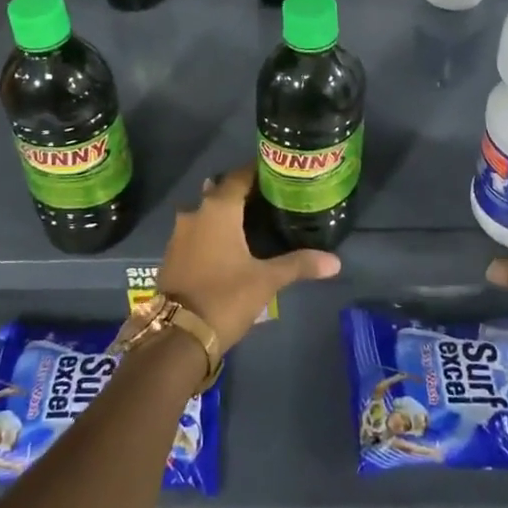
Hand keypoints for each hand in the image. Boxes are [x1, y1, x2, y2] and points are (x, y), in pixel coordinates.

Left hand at [158, 164, 339, 350]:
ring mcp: (179, 233)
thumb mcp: (266, 281)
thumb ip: (299, 264)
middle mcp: (195, 212)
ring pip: (205, 211)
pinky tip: (226, 245)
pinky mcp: (172, 254)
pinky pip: (195, 231)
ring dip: (224, 213)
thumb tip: (335, 261)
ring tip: (250, 222)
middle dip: (242, 193)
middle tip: (268, 200)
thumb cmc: (226, 297)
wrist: (179, 335)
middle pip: (221, 191)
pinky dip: (210, 232)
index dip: (258, 172)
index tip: (278, 175)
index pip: (240, 176)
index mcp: (219, 208)